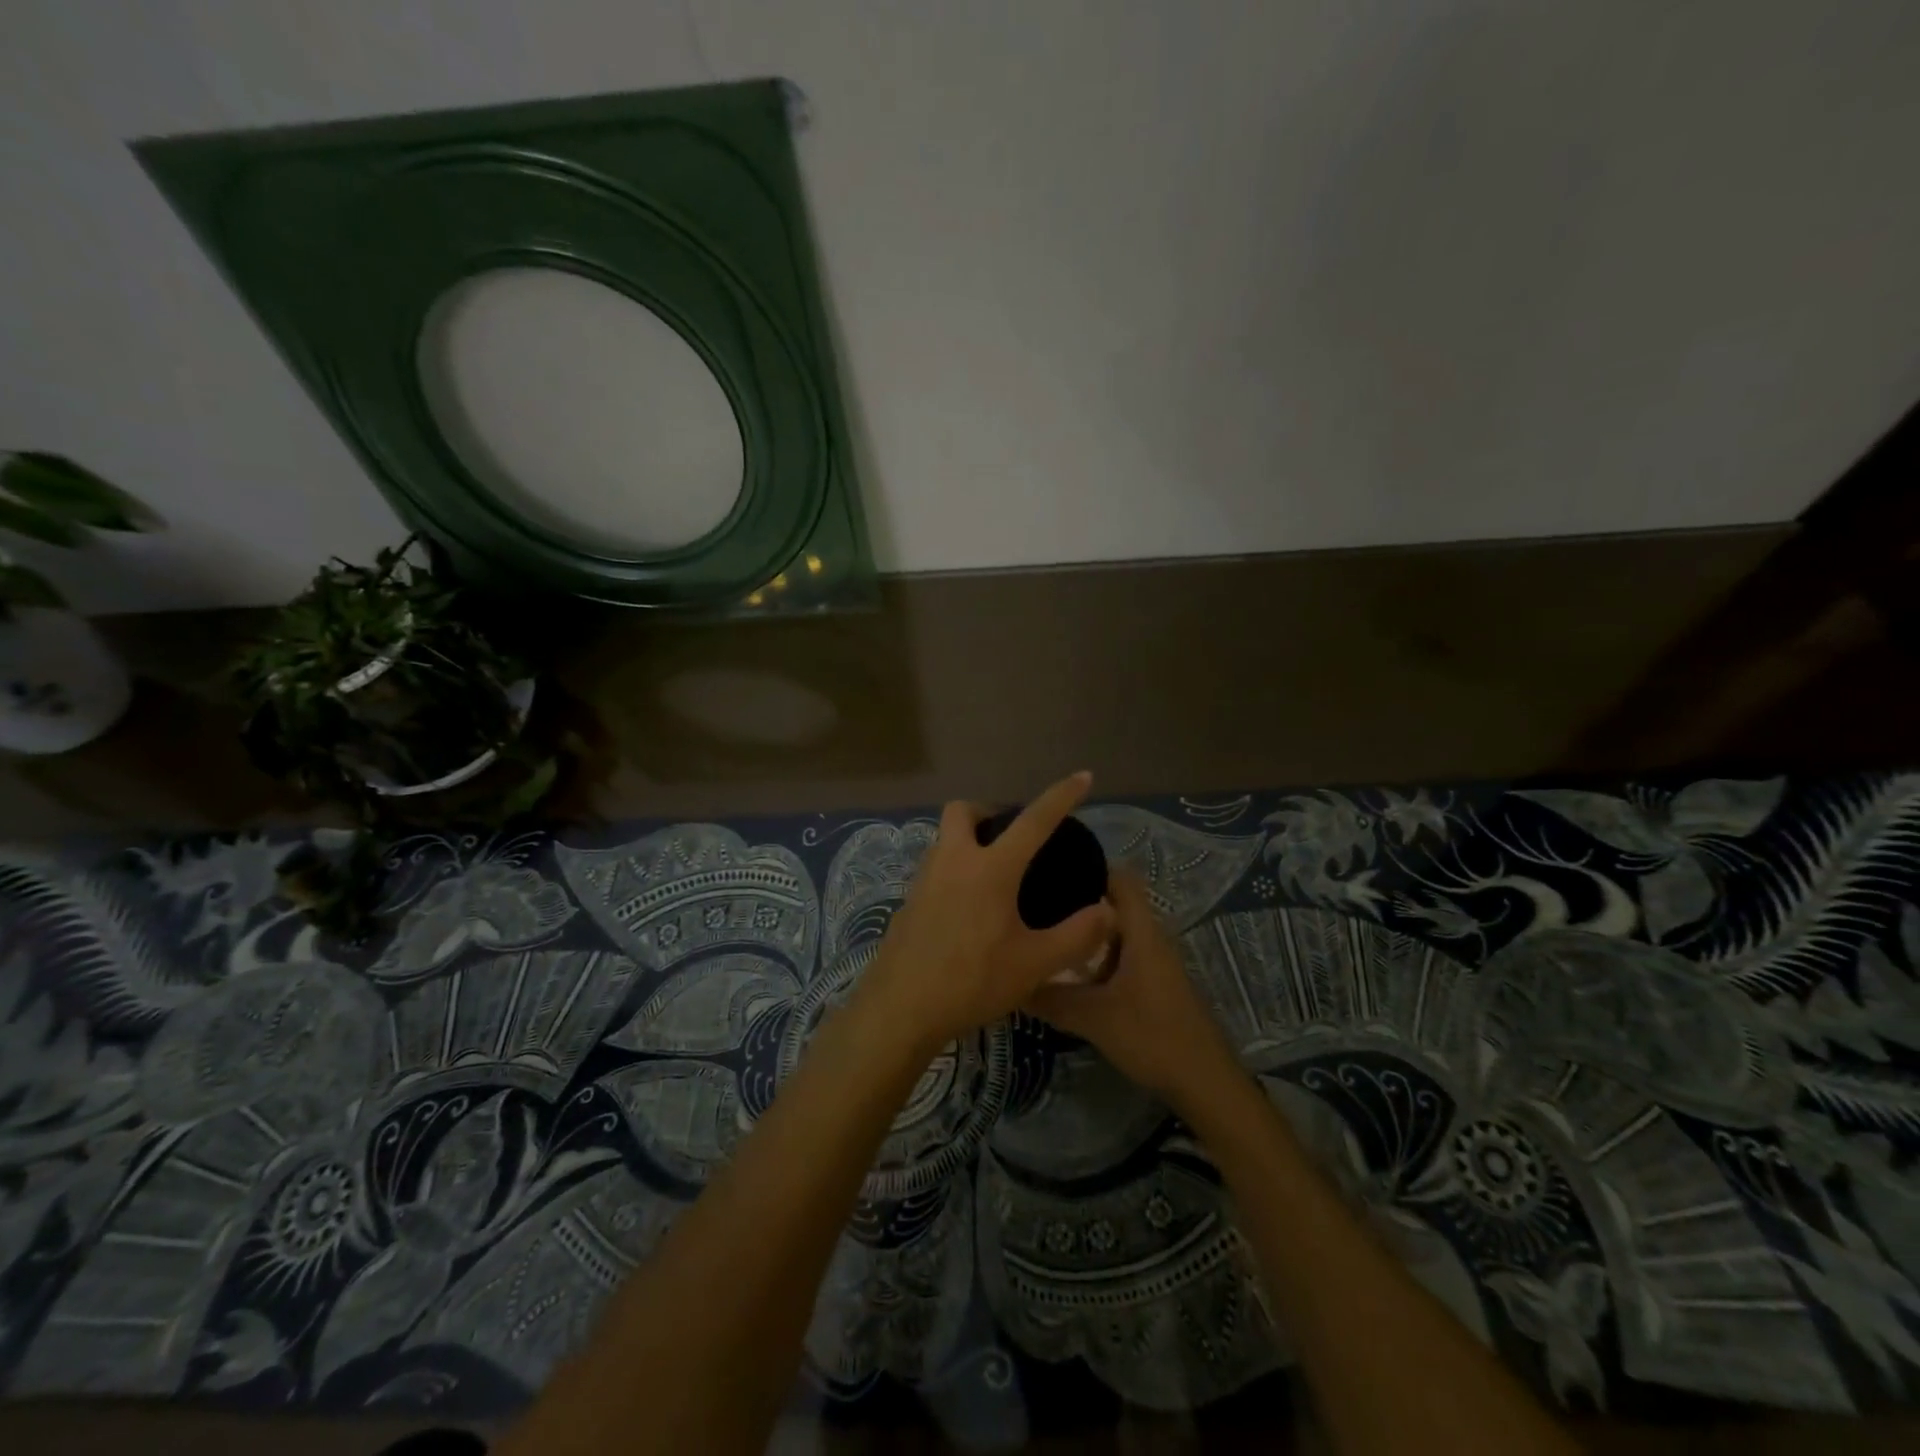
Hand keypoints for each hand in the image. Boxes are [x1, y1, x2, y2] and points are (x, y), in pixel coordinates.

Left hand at [859, 773, 1117, 1050]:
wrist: (901, 1009)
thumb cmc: (972, 980)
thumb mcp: (1035, 963)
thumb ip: (1077, 935)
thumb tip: (1107, 910)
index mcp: (990, 868)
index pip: (1033, 820)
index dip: (1061, 796)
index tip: (1082, 776)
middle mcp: (953, 861)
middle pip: (963, 811)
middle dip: (988, 811)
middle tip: (1011, 836)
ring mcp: (924, 880)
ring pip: (944, 840)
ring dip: (968, 842)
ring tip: (994, 876)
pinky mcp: (907, 903)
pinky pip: (934, 871)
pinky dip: (954, 873)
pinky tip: (967, 911)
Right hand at [1027, 869, 1241, 1105]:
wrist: (1204, 1082)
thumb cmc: (1152, 1036)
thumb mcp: (1092, 1017)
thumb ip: (1050, 997)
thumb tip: (1011, 981)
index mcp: (1141, 931)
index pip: (1119, 878)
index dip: (1089, 866)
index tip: (1051, 868)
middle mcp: (1150, 938)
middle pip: (1113, 904)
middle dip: (1077, 901)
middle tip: (1035, 904)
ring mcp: (1153, 963)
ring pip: (1115, 933)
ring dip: (1085, 933)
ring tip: (1044, 933)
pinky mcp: (1152, 986)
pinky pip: (1118, 957)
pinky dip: (1095, 957)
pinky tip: (1067, 972)